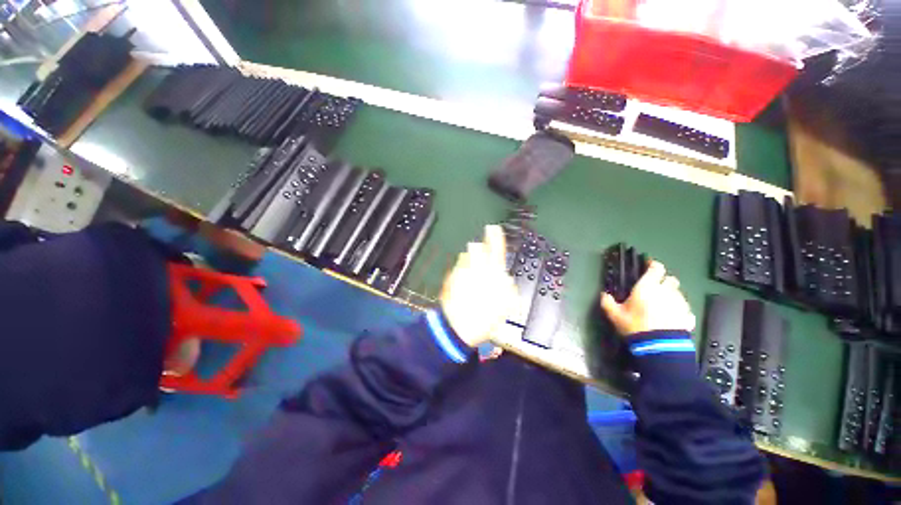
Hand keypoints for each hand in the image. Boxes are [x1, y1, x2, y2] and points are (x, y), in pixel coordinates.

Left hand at [440, 225, 517, 346]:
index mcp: (492, 274)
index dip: (496, 237)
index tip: (495, 228)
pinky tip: (463, 284)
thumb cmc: (485, 317)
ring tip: (471, 276)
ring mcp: (461, 272)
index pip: (496, 248)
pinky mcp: (450, 278)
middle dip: (480, 248)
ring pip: (465, 258)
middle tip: (481, 254)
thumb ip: (509, 287)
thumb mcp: (506, 305)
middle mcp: (475, 269)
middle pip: (476, 248)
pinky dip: (461, 272)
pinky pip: (457, 269)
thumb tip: (506, 278)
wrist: (459, 327)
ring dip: (469, 262)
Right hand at [600, 261, 695, 336]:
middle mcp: (666, 291)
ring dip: (671, 295)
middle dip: (664, 280)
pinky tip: (671, 317)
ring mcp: (680, 304)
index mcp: (648, 287)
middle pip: (671, 279)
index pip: (656, 268)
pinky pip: (685, 309)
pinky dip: (679, 310)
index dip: (653, 264)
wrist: (659, 347)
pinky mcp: (688, 317)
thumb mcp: (615, 315)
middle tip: (655, 287)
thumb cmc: (635, 326)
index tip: (648, 265)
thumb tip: (604, 294)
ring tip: (662, 305)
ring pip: (679, 293)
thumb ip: (608, 302)